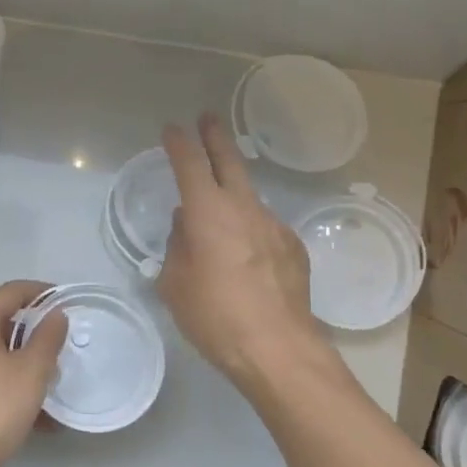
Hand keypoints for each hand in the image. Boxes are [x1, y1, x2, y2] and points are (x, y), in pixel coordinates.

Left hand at [0, 280, 67, 466]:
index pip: (11, 291)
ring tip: (53, 378)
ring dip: (25, 359)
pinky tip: (37, 410)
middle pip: (2, 319)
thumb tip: (56, 314)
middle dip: (34, 330)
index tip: (66, 302)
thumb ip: (48, 337)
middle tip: (61, 343)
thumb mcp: (32, 371)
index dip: (41, 292)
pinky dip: (11, 380)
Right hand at [158, 113, 323, 386]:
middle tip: (208, 118)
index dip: (179, 143)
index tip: (172, 129)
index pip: (190, 164)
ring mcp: (274, 226)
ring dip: (232, 196)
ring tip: (218, 218)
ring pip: (248, 200)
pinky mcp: (294, 248)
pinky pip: (264, 229)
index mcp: (208, 212)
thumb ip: (178, 247)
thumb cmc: (214, 316)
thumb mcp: (175, 284)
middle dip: (215, 137)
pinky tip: (245, 260)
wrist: (278, 348)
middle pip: (229, 162)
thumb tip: (186, 226)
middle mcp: (244, 209)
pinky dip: (250, 232)